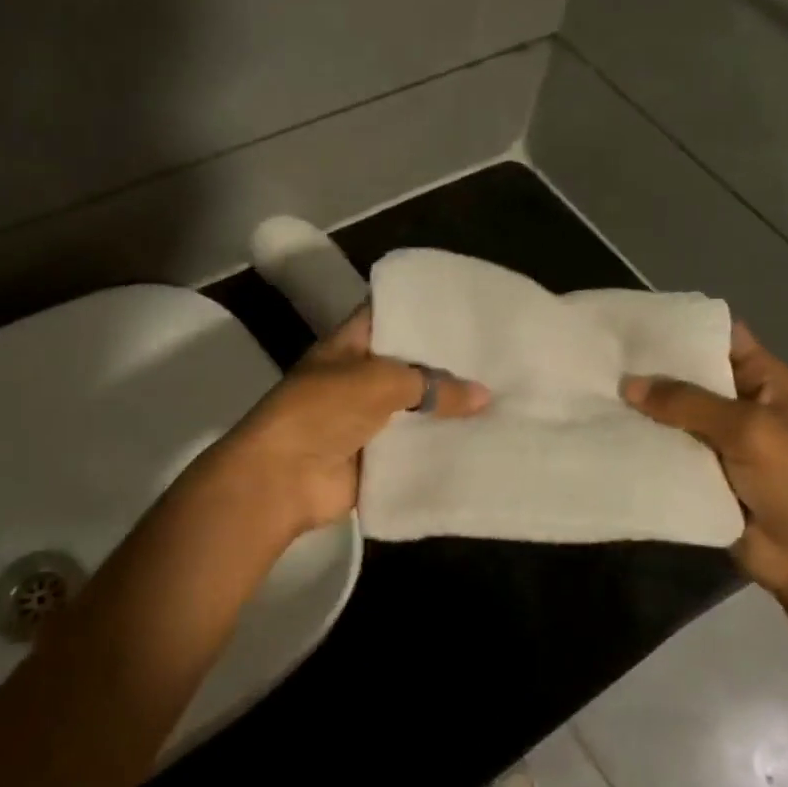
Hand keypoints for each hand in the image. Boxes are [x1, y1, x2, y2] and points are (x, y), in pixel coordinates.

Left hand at [213, 309, 489, 536]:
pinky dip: (440, 445)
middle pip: (409, 365)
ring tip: (503, 395)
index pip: (388, 315)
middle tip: (499, 354)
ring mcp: (367, 419)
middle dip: (447, 363)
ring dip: (449, 409)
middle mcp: (358, 378)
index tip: (467, 308)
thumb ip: (433, 385)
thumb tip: (484, 396)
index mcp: (349, 345)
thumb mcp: (380, 382)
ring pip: (416, 408)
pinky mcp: (376, 457)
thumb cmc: (323, 411)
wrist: (283, 478)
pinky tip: (484, 438)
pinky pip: (414, 447)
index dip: (422, 310)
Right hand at [622, 324, 787, 602]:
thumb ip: (688, 403)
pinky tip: (600, 434)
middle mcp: (739, 407)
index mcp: (765, 383)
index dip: (683, 328)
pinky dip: (639, 447)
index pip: (722, 339)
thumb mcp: (749, 430)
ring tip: (589, 391)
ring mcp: (718, 445)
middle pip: (690, 379)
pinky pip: (666, 455)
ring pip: (672, 419)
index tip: (633, 322)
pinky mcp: (700, 478)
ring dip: (639, 411)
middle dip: (650, 370)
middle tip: (598, 356)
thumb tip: (628, 383)